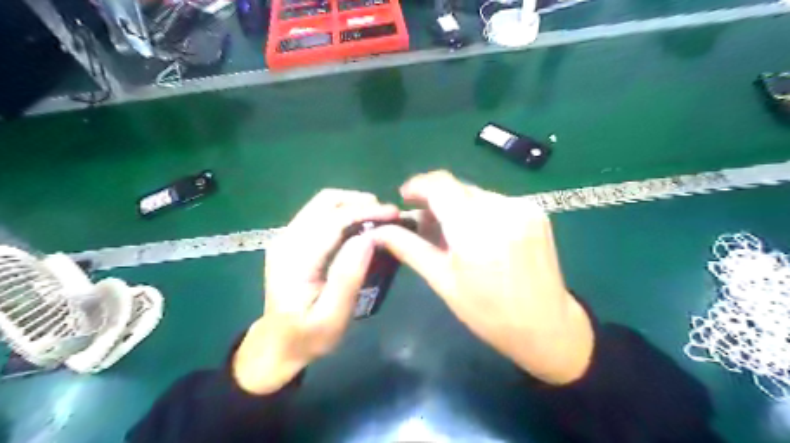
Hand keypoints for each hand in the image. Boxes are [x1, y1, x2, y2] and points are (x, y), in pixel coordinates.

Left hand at [232, 191, 393, 394]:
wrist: (278, 344)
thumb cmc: (309, 336)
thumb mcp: (333, 318)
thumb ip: (348, 277)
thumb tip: (368, 238)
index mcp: (294, 260)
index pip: (332, 221)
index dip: (365, 212)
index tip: (394, 213)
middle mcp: (286, 240)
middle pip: (325, 202)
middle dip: (360, 202)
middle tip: (388, 215)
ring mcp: (286, 237)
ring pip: (322, 203)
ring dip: (353, 204)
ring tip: (378, 217)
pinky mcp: (291, 239)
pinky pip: (320, 213)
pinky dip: (343, 212)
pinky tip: (360, 224)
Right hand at [373, 170, 591, 383]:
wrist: (547, 326)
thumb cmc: (488, 313)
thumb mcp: (443, 281)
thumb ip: (409, 249)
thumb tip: (379, 231)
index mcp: (475, 230)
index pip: (441, 185)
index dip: (418, 185)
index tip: (405, 197)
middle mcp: (502, 209)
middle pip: (457, 187)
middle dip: (436, 200)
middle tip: (425, 225)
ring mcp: (523, 207)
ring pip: (476, 194)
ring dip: (458, 206)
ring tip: (452, 234)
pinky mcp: (536, 211)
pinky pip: (496, 201)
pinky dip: (479, 211)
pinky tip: (478, 234)